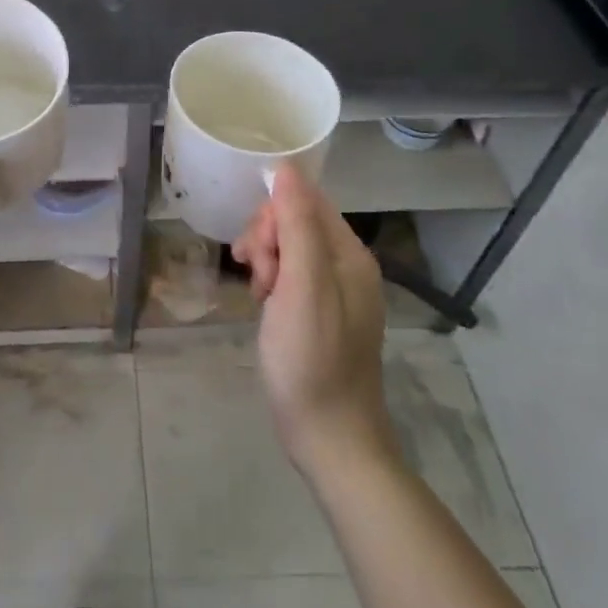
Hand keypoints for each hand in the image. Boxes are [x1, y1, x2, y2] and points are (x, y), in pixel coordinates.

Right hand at [232, 162, 395, 476]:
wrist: (328, 438)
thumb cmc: (311, 359)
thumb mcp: (302, 286)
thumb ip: (297, 224)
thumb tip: (286, 168)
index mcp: (349, 254)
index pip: (305, 200)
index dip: (273, 215)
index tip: (259, 252)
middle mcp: (346, 266)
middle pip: (294, 221)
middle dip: (266, 240)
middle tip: (259, 278)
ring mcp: (333, 291)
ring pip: (287, 247)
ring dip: (264, 261)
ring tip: (259, 294)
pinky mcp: (318, 312)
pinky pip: (288, 275)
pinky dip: (270, 283)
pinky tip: (263, 305)